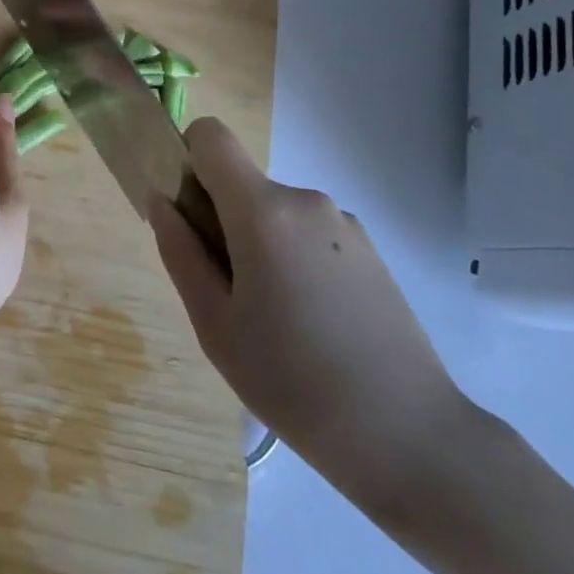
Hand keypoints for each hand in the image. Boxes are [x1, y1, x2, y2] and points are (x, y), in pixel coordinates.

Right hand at [149, 118, 469, 506]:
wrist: (411, 437)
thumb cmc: (293, 382)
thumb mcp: (214, 324)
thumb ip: (180, 252)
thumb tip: (162, 200)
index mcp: (262, 209)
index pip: (211, 136)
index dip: (188, 160)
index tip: (189, 215)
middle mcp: (305, 199)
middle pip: (241, 182)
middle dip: (221, 220)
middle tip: (228, 294)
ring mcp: (344, 223)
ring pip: (274, 212)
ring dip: (258, 244)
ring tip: (272, 319)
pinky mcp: (370, 250)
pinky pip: (308, 233)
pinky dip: (293, 259)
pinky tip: (311, 323)